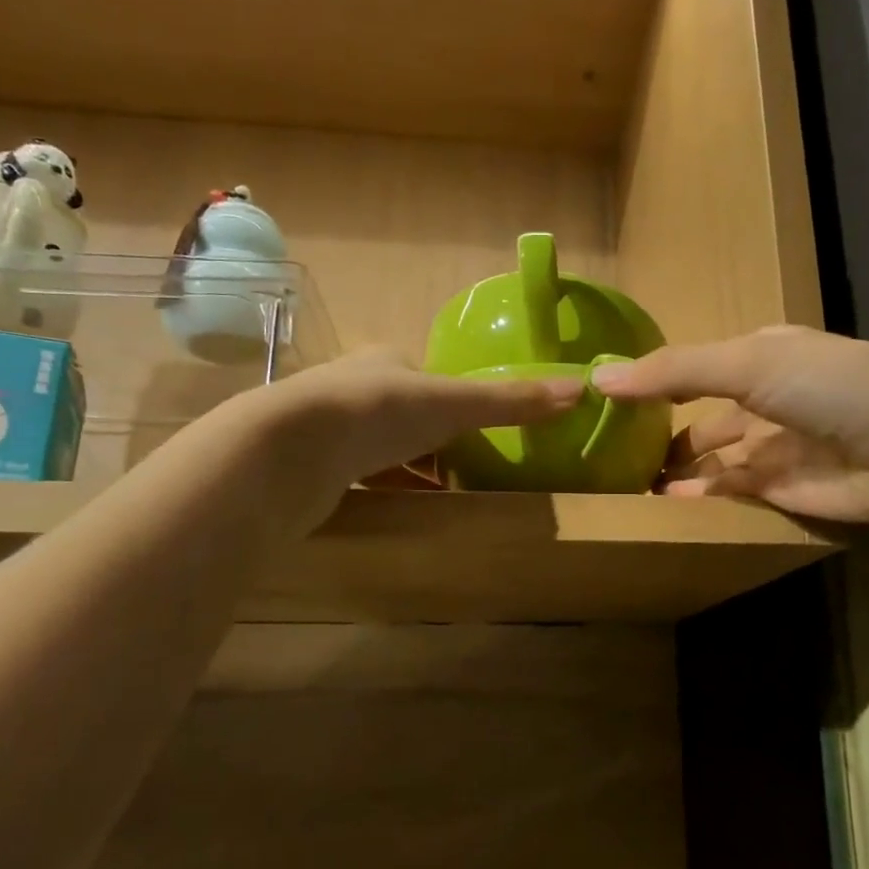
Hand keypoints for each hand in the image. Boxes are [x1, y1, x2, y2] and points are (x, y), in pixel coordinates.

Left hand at [247, 348, 581, 526]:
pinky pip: (358, 477)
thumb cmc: (378, 413)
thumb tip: (580, 389)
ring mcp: (327, 428)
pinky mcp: (311, 467)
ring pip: (380, 448)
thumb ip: (510, 401)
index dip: (455, 402)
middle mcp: (353, 387)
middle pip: (405, 413)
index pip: (428, 378)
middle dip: (433, 440)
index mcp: (385, 361)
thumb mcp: (454, 405)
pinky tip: (400, 507)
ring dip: (408, 467)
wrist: (289, 451)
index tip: (476, 433)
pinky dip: (383, 489)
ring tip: (440, 494)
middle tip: (465, 469)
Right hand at [592, 326, 868, 523]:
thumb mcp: (748, 362)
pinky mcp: (782, 492)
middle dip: (659, 434)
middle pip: (699, 418)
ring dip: (675, 472)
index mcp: (759, 357)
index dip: (654, 381)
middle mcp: (763, 400)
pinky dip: (699, 500)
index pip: (694, 367)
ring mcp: (774, 448)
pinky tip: (663, 505)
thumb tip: (598, 379)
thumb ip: (674, 371)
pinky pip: (730, 495)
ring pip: (711, 461)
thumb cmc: (830, 385)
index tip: (606, 400)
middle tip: (608, 455)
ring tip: (625, 485)